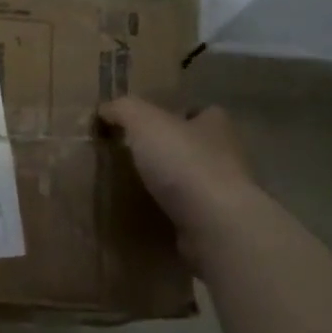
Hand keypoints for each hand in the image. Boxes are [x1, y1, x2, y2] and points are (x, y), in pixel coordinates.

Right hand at [100, 97, 256, 253]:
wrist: (215, 224)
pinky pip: (189, 212)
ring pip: (193, 180)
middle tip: (134, 157)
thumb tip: (105, 109)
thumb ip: (123, 109)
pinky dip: (171, 213)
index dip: (176, 115)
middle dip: (170, 150)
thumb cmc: (184, 162)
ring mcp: (225, 192)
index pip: (200, 112)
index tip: (147, 126)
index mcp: (215, 125)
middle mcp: (226, 155)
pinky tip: (148, 216)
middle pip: (196, 146)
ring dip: (170, 184)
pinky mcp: (217, 223)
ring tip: (135, 188)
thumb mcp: (144, 122)